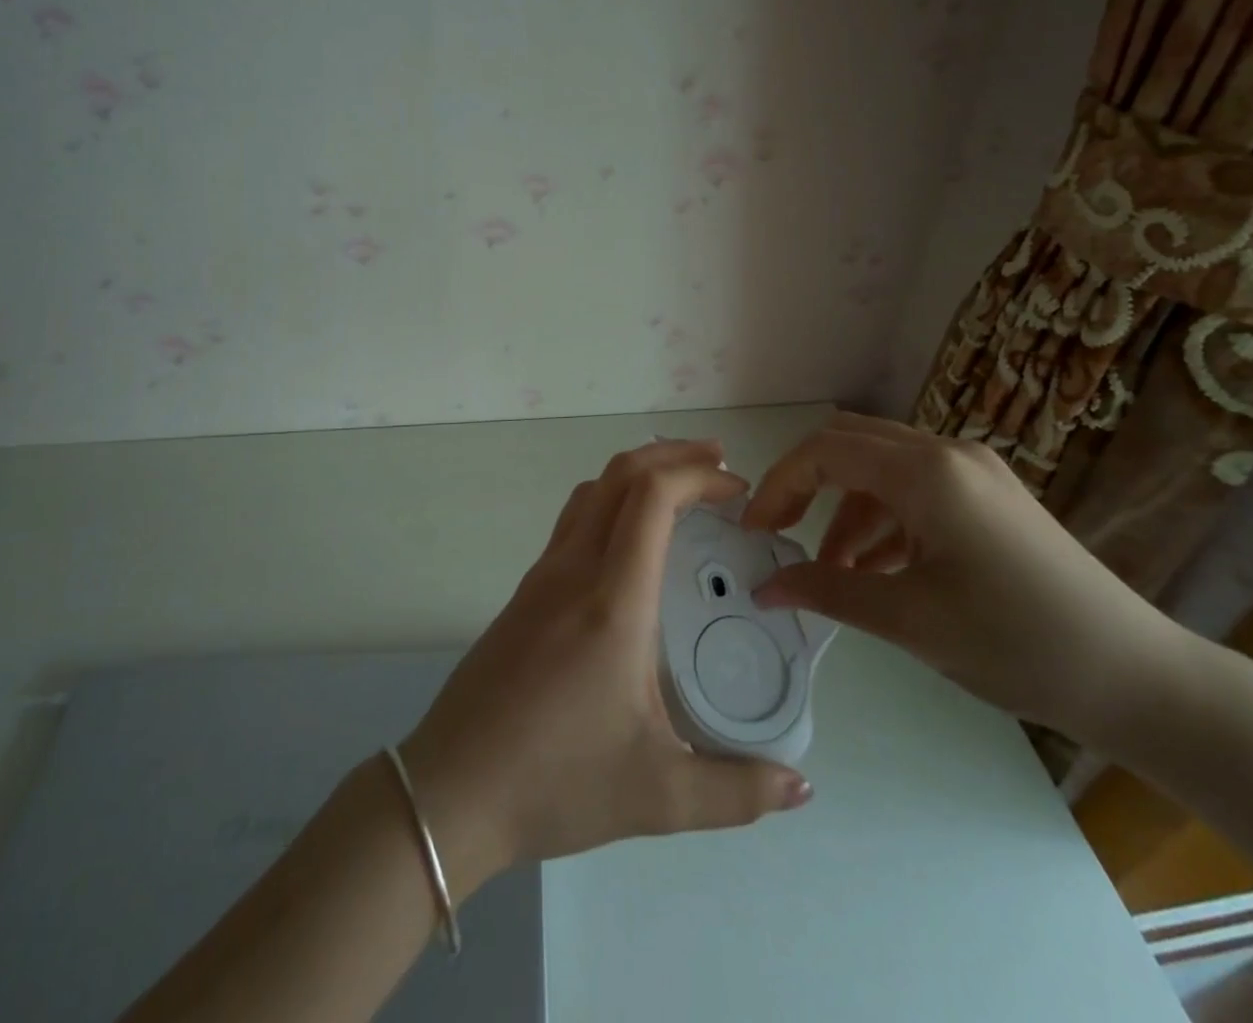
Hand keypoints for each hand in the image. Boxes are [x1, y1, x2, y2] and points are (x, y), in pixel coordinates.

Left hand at [399, 440, 813, 894]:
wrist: (451, 789)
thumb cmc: (556, 782)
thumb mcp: (658, 797)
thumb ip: (737, 792)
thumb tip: (801, 787)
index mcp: (612, 600)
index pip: (651, 497)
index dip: (697, 475)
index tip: (737, 489)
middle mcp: (574, 569)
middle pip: (620, 475)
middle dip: (673, 455)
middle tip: (719, 464)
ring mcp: (542, 575)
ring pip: (592, 491)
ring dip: (638, 473)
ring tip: (680, 489)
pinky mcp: (525, 592)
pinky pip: (574, 519)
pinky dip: (612, 500)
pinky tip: (632, 541)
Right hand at [746, 413, 1187, 746]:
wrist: (1141, 681)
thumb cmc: (1017, 643)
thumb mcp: (908, 619)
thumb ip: (825, 590)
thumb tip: (763, 588)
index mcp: (927, 471)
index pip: (825, 451)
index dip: (779, 485)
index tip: (754, 533)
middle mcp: (948, 452)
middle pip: (850, 444)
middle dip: (806, 486)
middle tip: (779, 535)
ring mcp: (974, 471)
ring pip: (881, 468)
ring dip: (845, 511)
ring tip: (833, 572)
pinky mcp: (990, 495)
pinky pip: (915, 489)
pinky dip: (883, 519)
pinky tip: (877, 569)